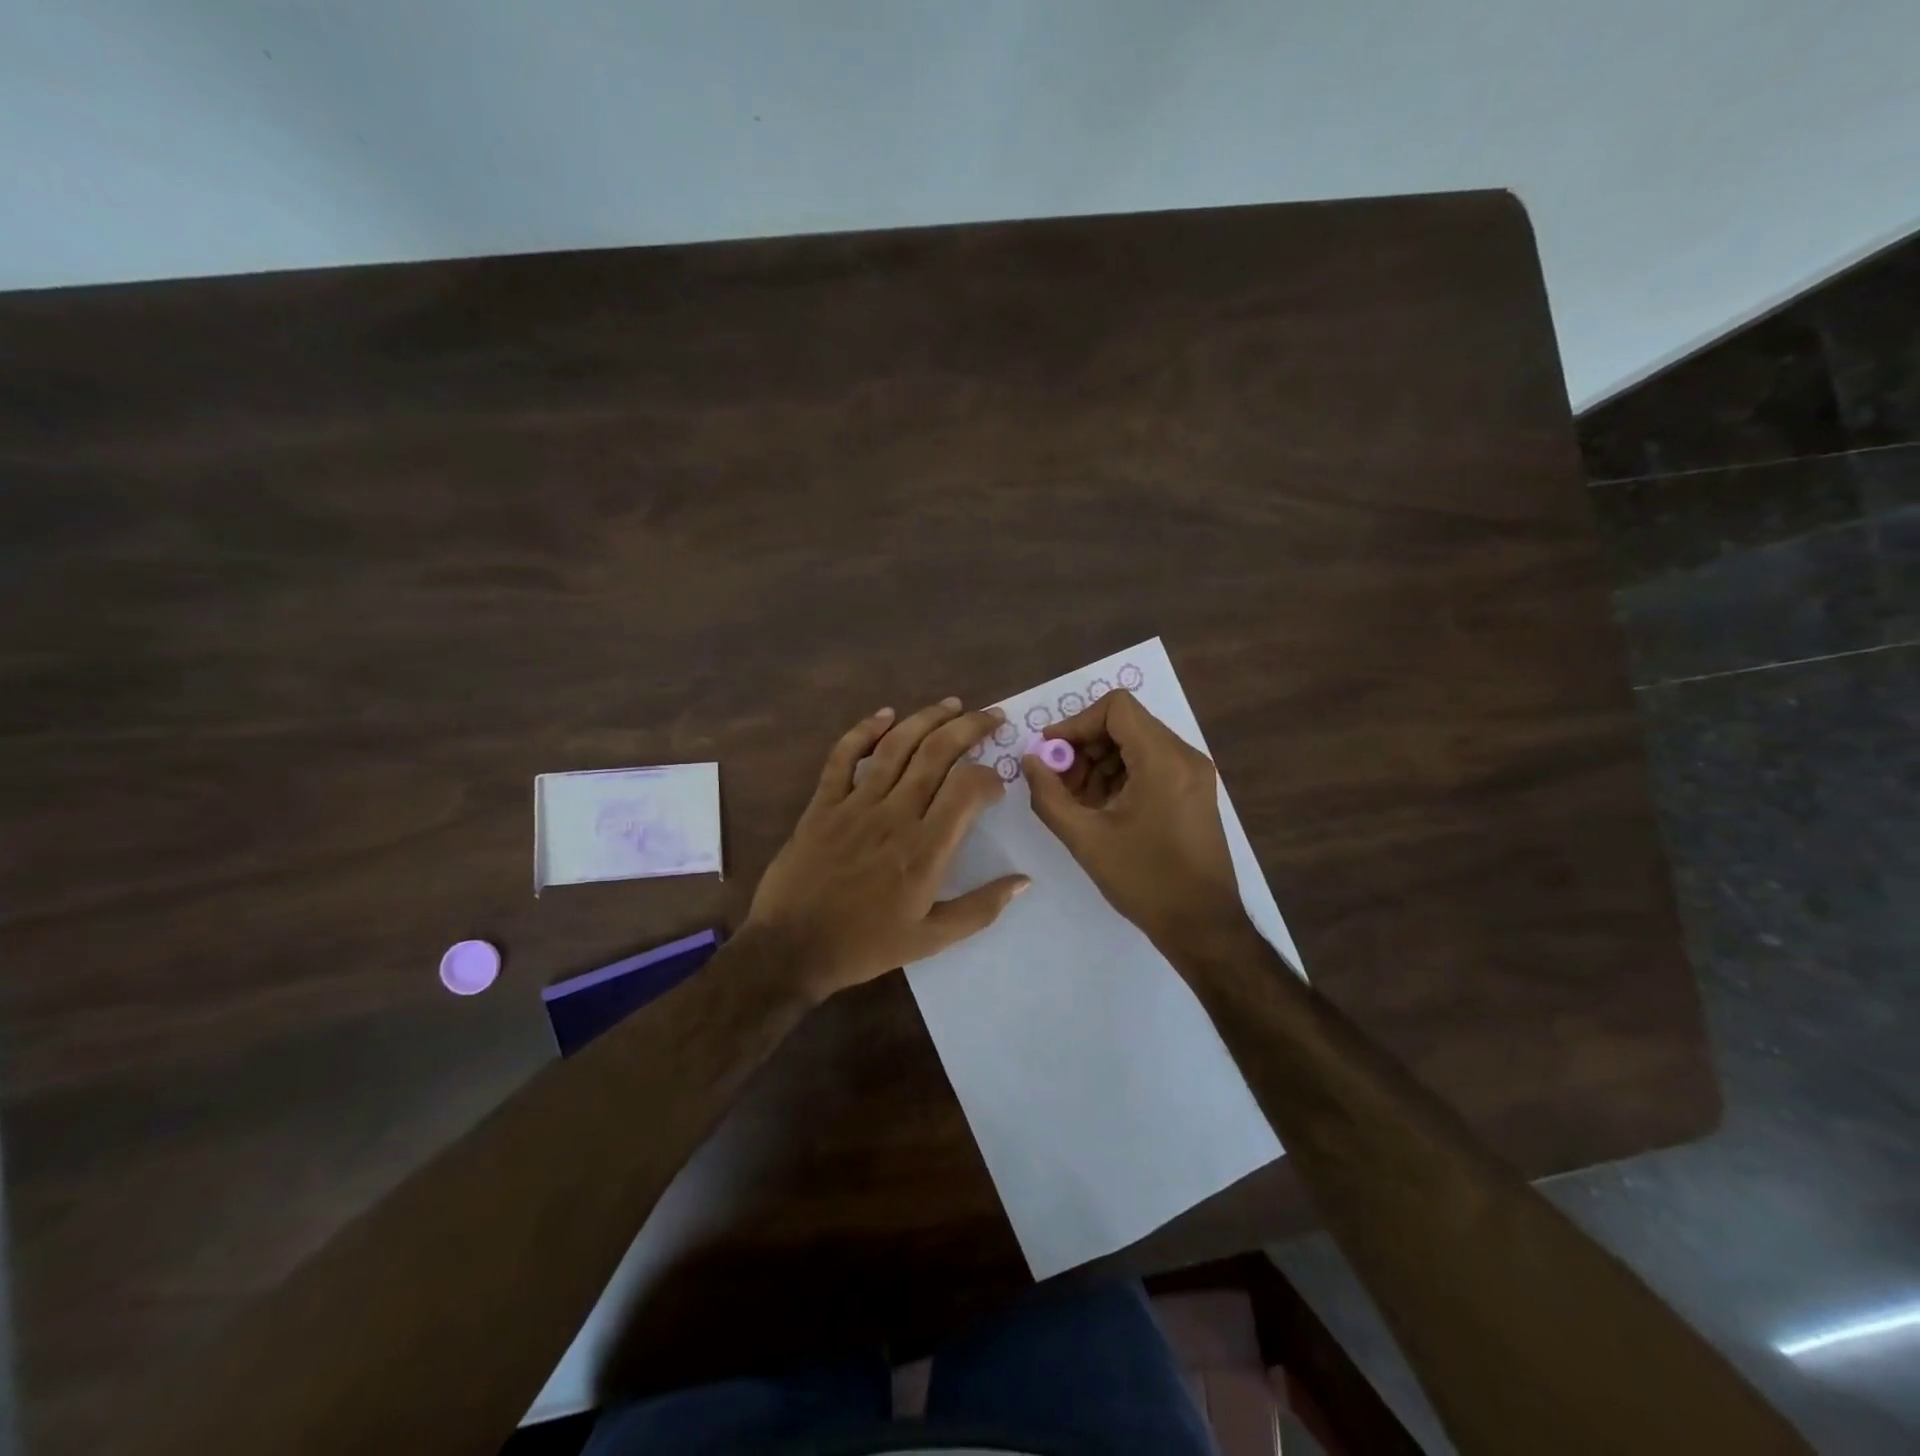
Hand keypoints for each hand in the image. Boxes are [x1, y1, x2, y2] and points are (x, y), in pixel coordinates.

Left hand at [745, 698, 1030, 1001]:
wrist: (791, 949)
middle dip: (970, 727)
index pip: (967, 789)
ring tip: (952, 704)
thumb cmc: (865, 946)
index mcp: (925, 849)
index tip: (996, 786)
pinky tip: (884, 714)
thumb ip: (980, 909)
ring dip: (927, 718)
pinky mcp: (823, 803)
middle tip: (992, 716)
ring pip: (896, 745)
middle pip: (937, 753)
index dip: (989, 776)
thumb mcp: (931, 940)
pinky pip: (844, 756)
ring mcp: (855, 804)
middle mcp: (895, 815)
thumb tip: (1023, 881)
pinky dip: (864, 730)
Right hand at [1023, 690, 1243, 953]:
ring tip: (1078, 802)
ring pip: (1136, 744)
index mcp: (1164, 760)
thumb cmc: (1144, 880)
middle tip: (1058, 782)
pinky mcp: (1194, 791)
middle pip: (1125, 724)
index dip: (1076, 723)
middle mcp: (1185, 756)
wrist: (1202, 926)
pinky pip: (1150, 765)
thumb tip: (1030, 761)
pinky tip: (1102, 809)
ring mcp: (1194, 774)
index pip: (1116, 708)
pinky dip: (1121, 776)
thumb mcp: (1086, 838)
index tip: (1050, 753)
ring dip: (1100, 763)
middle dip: (1084, 747)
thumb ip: (1049, 795)